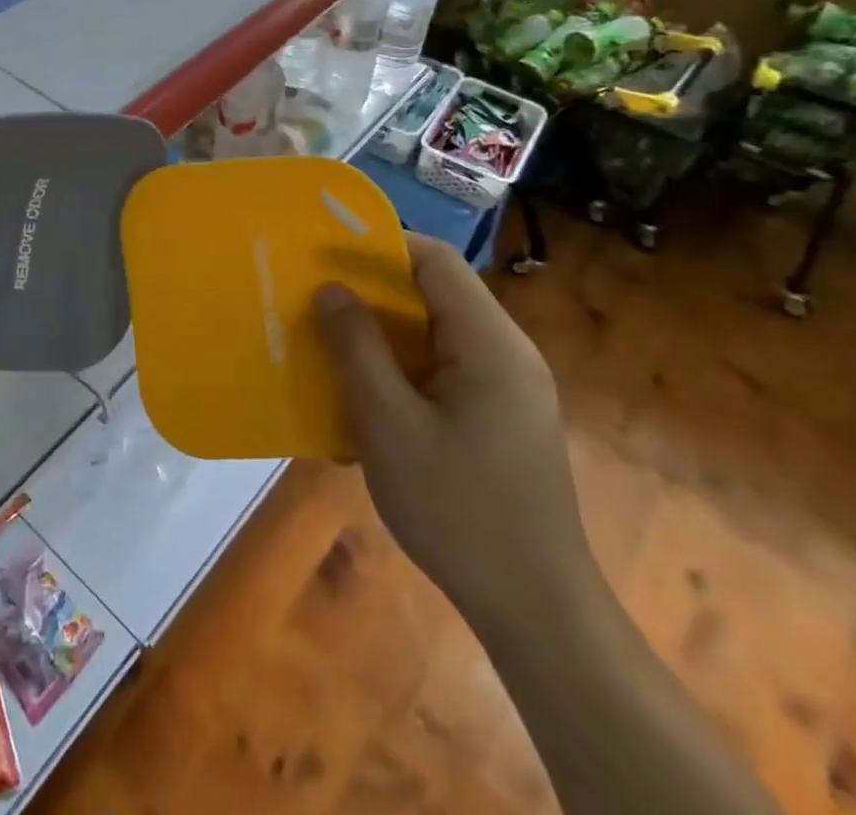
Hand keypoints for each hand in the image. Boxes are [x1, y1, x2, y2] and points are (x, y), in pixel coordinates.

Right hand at [317, 234, 595, 633]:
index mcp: (490, 342)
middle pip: (437, 292)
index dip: (380, 245)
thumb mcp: (389, 424)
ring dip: (385, 331)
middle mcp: (508, 352)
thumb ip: (357, 348)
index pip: (435, 259)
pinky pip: (446, 367)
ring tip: (332, 341)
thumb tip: (331, 288)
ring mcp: (511, 387)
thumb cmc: (457, 509)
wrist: (537, 610)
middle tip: (317, 297)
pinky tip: (369, 394)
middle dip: (374, 289)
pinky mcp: (503, 416)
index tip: (325, 253)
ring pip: (438, 331)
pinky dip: (404, 365)